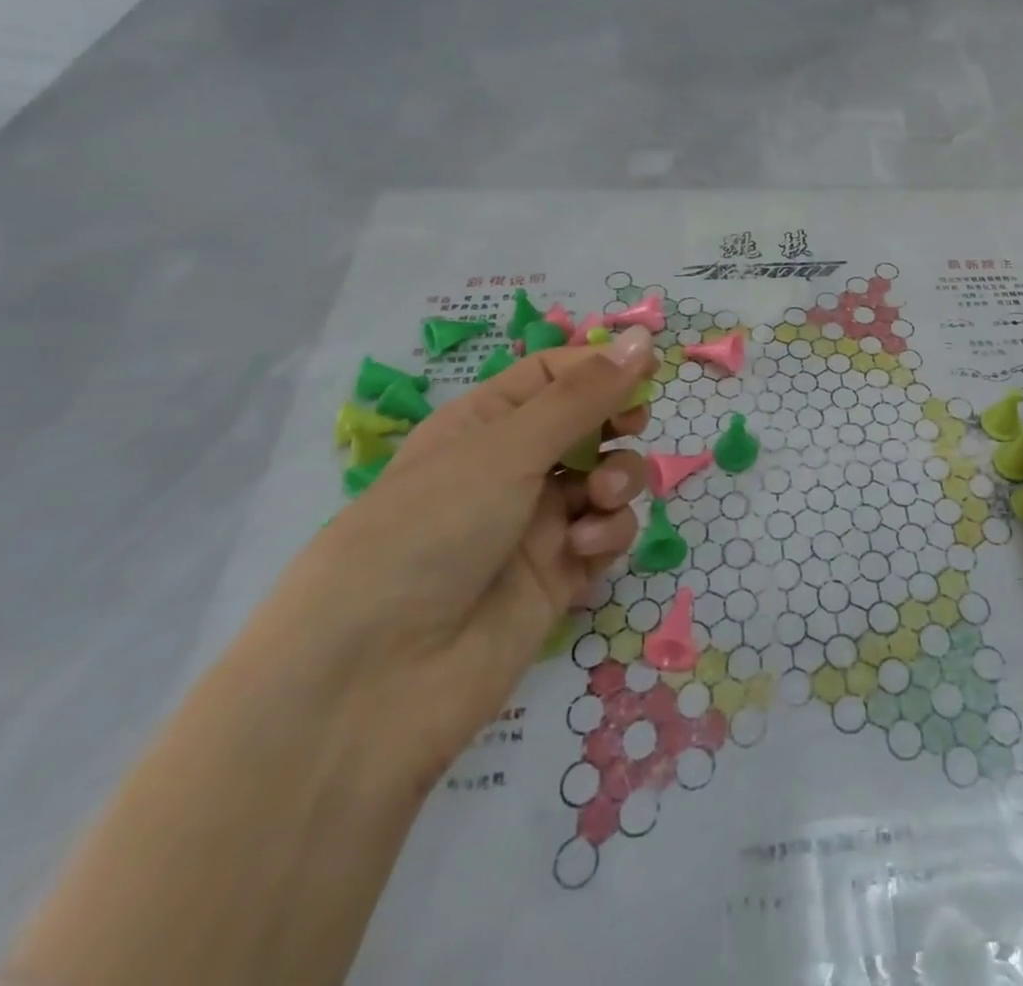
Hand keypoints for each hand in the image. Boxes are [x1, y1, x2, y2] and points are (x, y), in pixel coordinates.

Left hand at [242, 327, 657, 791]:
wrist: (373, 683)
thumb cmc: (429, 531)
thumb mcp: (505, 449)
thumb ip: (583, 396)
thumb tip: (643, 338)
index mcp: (485, 424)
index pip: (555, 375)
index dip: (602, 366)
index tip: (649, 368)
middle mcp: (512, 468)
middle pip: (590, 425)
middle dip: (617, 422)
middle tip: (630, 427)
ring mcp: (537, 524)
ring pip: (608, 478)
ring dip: (620, 478)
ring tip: (601, 498)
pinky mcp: (559, 576)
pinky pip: (606, 534)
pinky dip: (607, 533)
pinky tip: (582, 549)